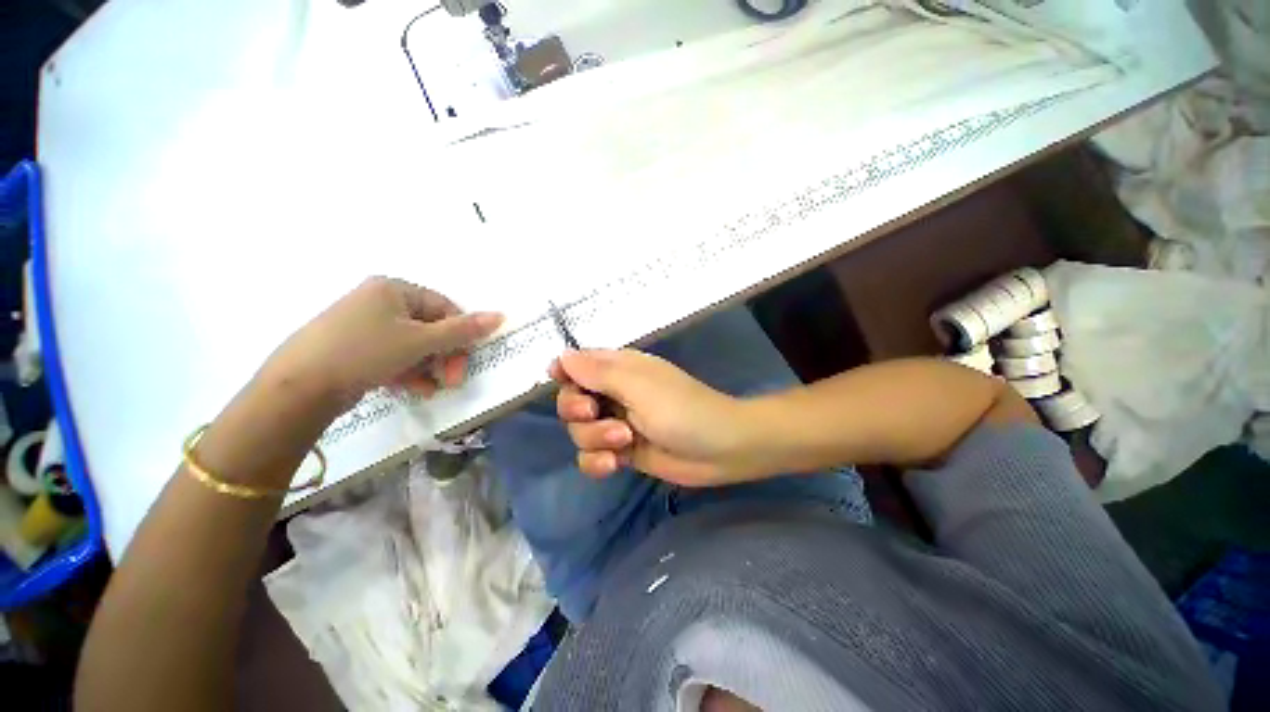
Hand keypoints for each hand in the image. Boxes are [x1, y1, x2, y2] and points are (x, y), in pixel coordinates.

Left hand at [264, 277, 502, 410]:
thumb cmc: (365, 351)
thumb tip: (501, 316)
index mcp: (394, 289)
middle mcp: (380, 302)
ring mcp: (365, 325)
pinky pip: (394, 356)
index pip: (445, 308)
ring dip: (429, 368)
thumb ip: (463, 330)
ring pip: (414, 346)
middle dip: (445, 357)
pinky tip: (414, 389)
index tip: (464, 361)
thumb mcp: (420, 341)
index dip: (460, 335)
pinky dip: (408, 372)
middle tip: (452, 380)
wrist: (298, 387)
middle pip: (430, 328)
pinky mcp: (355, 348)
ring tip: (431, 389)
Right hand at [551, 349, 761, 486]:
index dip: (564, 373)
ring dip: (594, 438)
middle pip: (571, 400)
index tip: (558, 383)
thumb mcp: (637, 385)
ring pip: (579, 432)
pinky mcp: (622, 451)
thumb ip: (598, 372)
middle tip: (595, 414)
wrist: (719, 449)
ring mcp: (617, 424)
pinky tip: (613, 464)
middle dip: (576, 410)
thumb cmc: (681, 408)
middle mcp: (614, 394)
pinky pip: (591, 456)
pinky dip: (597, 462)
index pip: (578, 364)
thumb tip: (561, 356)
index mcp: (618, 369)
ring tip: (624, 440)